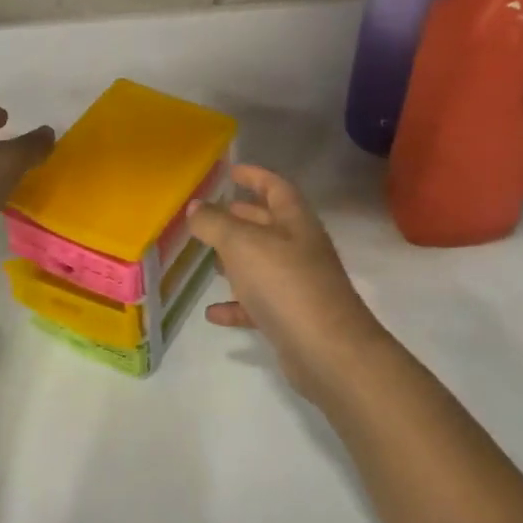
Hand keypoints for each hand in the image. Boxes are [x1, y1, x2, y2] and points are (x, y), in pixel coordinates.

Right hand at [187, 165, 387, 404]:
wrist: (327, 350)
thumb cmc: (285, 283)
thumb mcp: (242, 244)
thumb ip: (215, 224)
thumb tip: (195, 207)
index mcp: (295, 222)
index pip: (276, 188)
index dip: (255, 176)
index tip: (231, 171)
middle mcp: (300, 249)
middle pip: (269, 224)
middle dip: (241, 217)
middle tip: (210, 213)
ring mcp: (298, 285)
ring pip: (263, 264)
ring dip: (237, 260)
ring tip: (208, 258)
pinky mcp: (291, 318)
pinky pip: (258, 305)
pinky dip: (236, 305)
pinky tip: (212, 312)